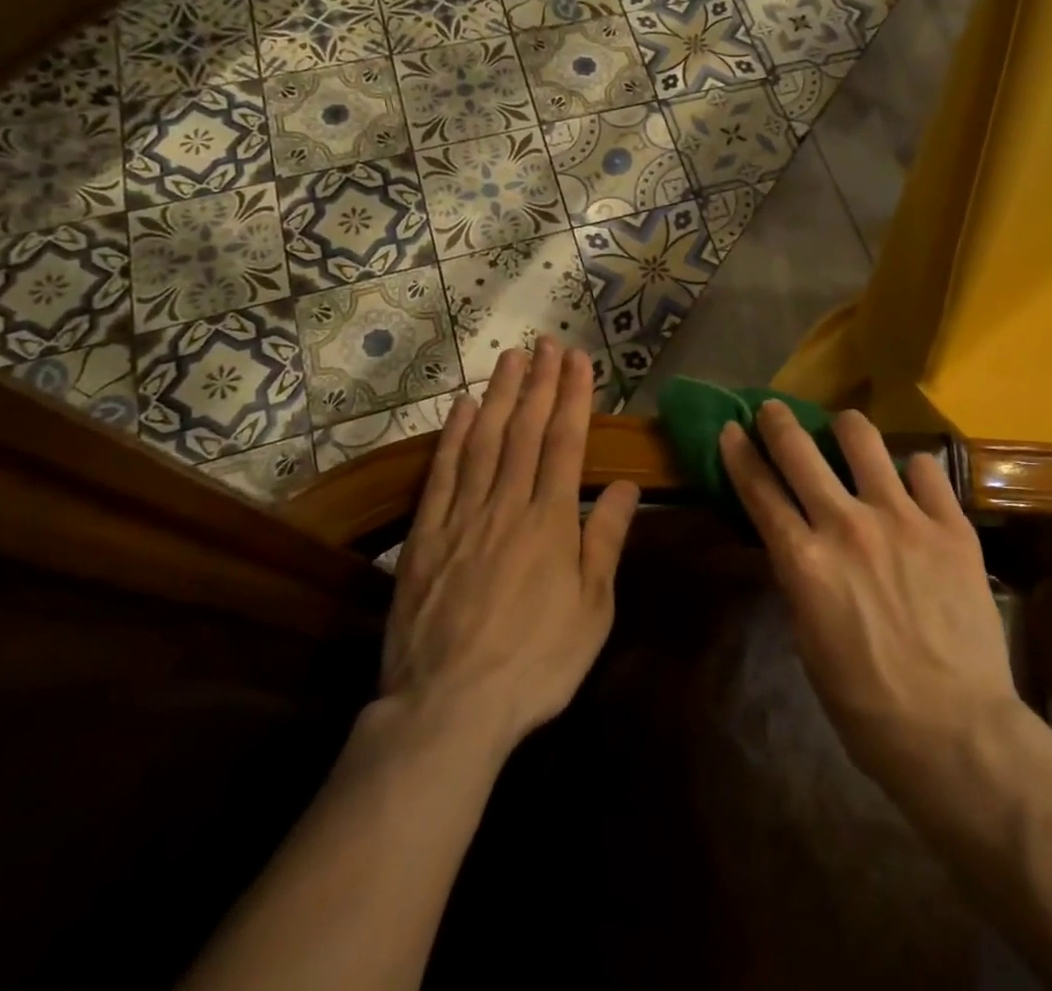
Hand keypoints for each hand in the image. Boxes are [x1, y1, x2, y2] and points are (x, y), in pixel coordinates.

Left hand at [378, 340, 638, 755]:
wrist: (448, 708)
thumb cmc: (535, 663)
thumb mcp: (592, 610)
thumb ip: (605, 541)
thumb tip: (625, 485)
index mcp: (550, 522)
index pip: (564, 443)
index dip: (573, 397)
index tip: (578, 360)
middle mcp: (507, 505)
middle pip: (525, 430)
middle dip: (540, 383)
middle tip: (547, 343)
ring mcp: (462, 516)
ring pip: (484, 440)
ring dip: (500, 395)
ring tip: (511, 358)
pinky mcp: (426, 535)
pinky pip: (442, 473)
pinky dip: (453, 436)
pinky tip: (462, 408)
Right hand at [719, 401, 1018, 788]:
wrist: (956, 732)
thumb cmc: (866, 703)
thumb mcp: (808, 641)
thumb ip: (800, 578)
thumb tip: (797, 541)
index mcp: (805, 561)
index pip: (759, 489)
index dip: (739, 453)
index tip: (730, 429)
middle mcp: (847, 526)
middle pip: (800, 450)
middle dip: (778, 421)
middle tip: (774, 410)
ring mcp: (902, 519)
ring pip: (862, 439)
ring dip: (845, 429)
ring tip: (846, 433)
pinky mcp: (950, 526)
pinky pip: (926, 468)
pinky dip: (912, 470)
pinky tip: (911, 484)